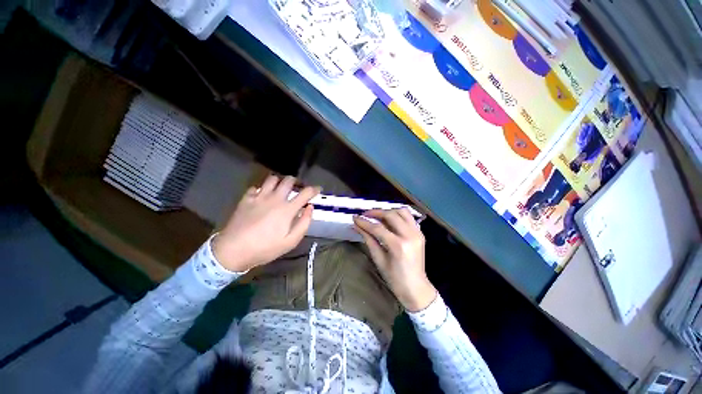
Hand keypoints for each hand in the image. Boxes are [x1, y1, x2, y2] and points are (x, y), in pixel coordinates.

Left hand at [212, 175, 319, 271]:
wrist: (233, 250)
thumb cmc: (265, 248)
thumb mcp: (290, 241)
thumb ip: (304, 223)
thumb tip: (310, 208)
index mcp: (287, 209)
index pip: (305, 193)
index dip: (314, 189)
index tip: (318, 189)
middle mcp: (275, 198)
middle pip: (288, 180)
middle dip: (296, 181)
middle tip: (297, 188)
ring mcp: (259, 197)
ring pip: (272, 179)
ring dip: (279, 182)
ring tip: (280, 189)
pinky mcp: (246, 199)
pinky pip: (256, 187)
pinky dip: (262, 189)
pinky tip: (262, 196)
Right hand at [353, 209, 436, 311]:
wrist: (416, 288)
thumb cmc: (395, 279)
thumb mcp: (379, 260)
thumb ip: (369, 240)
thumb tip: (357, 227)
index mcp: (398, 246)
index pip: (378, 228)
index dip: (365, 222)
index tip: (355, 218)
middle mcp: (410, 235)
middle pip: (391, 215)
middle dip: (376, 213)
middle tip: (365, 215)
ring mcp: (417, 233)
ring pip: (402, 212)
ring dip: (388, 211)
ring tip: (377, 216)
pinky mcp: (420, 233)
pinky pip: (408, 217)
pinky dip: (398, 215)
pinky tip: (389, 220)